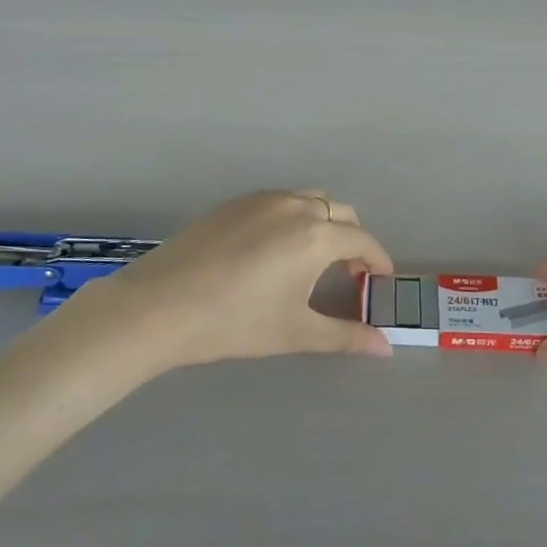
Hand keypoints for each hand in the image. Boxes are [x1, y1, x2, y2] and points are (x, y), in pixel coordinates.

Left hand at [68, 190, 392, 371]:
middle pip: (341, 213)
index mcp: (316, 235)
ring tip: (312, 260)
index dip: (378, 261)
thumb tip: (387, 348)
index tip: (381, 280)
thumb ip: (346, 336)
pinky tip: (274, 251)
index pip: (363, 241)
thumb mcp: (296, 332)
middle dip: (353, 240)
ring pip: (310, 200)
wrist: (159, 306)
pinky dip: (294, 218)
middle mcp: (295, 206)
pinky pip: (280, 201)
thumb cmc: (234, 322)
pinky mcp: (235, 202)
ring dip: (324, 224)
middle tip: (347, 274)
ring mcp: (262, 199)